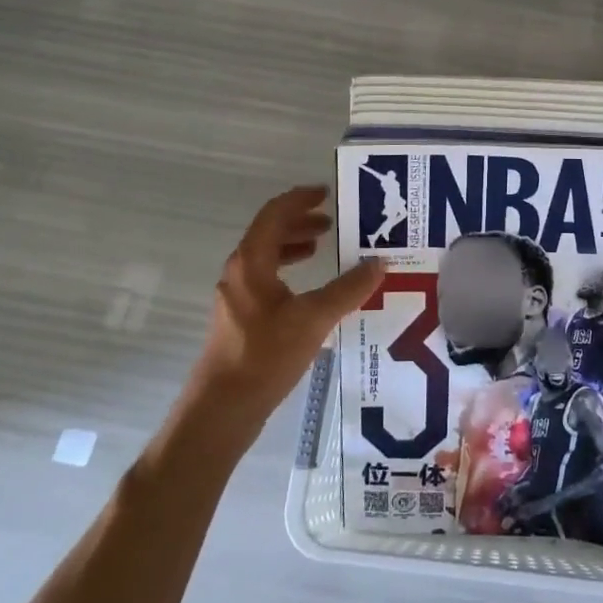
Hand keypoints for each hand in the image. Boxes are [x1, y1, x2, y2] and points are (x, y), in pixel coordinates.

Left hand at [180, 185, 386, 435]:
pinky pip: (266, 277)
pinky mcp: (240, 318)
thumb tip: (380, 263)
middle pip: (269, 232)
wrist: (222, 409)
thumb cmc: (265, 356)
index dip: (300, 199)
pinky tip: (309, 288)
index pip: (275, 214)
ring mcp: (237, 295)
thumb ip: (348, 289)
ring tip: (323, 246)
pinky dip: (288, 269)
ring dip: (294, 244)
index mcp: (251, 261)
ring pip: (266, 255)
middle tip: (332, 220)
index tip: (327, 192)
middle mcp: (240, 271)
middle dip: (300, 221)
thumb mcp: (314, 319)